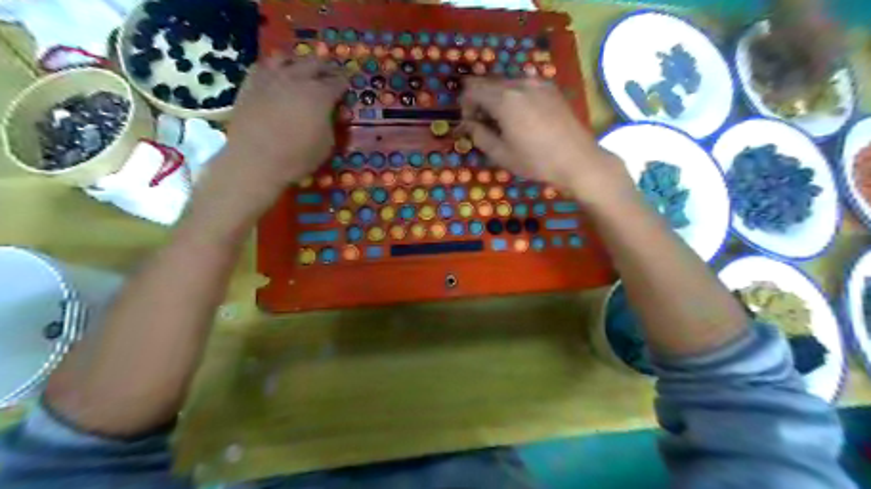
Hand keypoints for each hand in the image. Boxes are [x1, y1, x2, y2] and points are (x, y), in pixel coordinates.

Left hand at [222, 54, 345, 186]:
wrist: (256, 159)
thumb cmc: (297, 157)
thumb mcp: (326, 145)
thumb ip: (330, 123)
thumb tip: (328, 114)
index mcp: (320, 95)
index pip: (338, 82)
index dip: (344, 84)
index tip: (346, 88)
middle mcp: (297, 79)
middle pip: (315, 64)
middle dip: (326, 69)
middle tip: (330, 75)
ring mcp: (272, 77)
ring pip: (287, 58)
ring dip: (299, 63)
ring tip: (302, 71)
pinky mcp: (251, 83)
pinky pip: (264, 66)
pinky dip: (275, 68)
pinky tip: (276, 76)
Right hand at [457, 76, 633, 205]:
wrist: (577, 160)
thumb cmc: (536, 161)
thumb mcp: (501, 154)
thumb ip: (479, 135)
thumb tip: (468, 124)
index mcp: (504, 99)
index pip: (472, 89)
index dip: (465, 104)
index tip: (470, 123)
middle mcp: (520, 84)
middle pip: (489, 83)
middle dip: (480, 100)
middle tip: (485, 124)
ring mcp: (538, 83)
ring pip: (507, 83)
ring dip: (498, 98)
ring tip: (504, 122)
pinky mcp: (551, 88)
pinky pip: (524, 85)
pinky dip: (515, 96)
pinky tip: (523, 117)